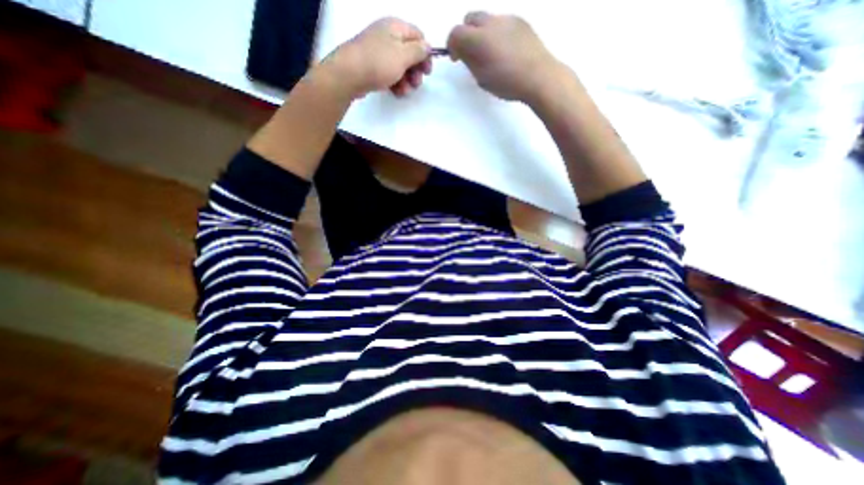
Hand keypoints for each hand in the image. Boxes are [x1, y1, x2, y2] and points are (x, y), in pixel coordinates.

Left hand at [323, 17, 430, 97]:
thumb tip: (428, 46)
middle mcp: (388, 37)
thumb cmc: (379, 62)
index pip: (418, 36)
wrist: (349, 74)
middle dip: (415, 71)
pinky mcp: (373, 66)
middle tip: (416, 84)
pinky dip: (396, 83)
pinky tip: (396, 92)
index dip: (425, 54)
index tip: (427, 71)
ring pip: (400, 67)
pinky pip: (390, 74)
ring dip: (406, 80)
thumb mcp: (403, 55)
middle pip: (409, 53)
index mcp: (396, 27)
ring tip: (404, 91)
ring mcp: (379, 52)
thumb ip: (419, 51)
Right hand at [444, 11, 560, 101]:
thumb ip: (470, 61)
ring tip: (490, 53)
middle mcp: (491, 23)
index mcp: (479, 39)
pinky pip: (502, 22)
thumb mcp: (482, 78)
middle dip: (466, 34)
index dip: (452, 45)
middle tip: (470, 53)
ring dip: (482, 33)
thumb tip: (464, 52)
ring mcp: (507, 19)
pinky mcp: (520, 21)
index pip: (456, 33)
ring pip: (486, 19)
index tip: (456, 58)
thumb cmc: (507, 83)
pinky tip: (505, 51)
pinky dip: (497, 33)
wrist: (538, 76)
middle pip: (470, 18)